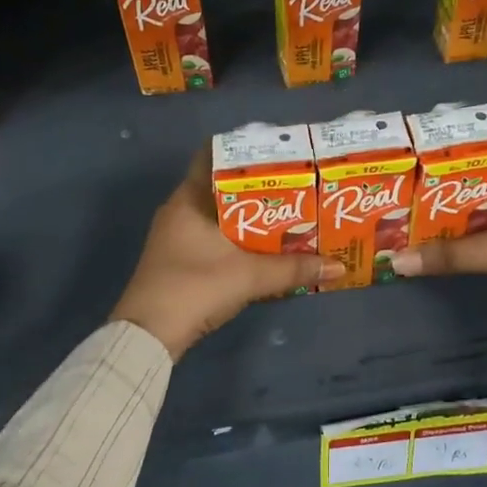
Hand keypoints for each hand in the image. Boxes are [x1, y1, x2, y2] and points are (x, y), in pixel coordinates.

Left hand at [110, 150, 343, 359]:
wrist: (148, 336)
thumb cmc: (195, 288)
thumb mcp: (250, 276)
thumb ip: (294, 268)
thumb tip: (338, 265)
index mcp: (188, 199)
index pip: (212, 156)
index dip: (244, 150)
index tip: (277, 153)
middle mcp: (179, 211)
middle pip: (221, 186)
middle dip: (256, 186)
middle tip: (294, 184)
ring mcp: (175, 237)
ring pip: (219, 214)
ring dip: (249, 215)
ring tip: (287, 213)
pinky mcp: (178, 260)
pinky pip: (213, 237)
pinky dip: (237, 237)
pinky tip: (263, 246)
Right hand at [390, 154, 486, 334]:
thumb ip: (447, 254)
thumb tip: (396, 261)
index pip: (480, 152)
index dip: (446, 160)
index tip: (412, 167)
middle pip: (480, 181)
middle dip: (445, 191)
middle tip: (405, 196)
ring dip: (458, 215)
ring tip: (416, 218)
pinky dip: (474, 234)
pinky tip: (446, 242)